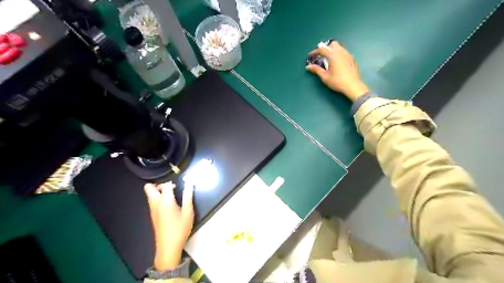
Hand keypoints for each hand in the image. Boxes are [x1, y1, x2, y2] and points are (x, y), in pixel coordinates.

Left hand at [146, 182, 194, 270]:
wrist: (168, 247)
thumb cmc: (180, 229)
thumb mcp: (188, 212)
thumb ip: (188, 196)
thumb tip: (190, 183)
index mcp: (165, 201)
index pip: (165, 184)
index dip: (172, 181)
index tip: (180, 184)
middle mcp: (156, 203)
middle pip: (149, 188)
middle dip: (158, 184)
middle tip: (171, 187)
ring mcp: (152, 210)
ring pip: (149, 194)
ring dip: (158, 191)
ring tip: (172, 195)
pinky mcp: (153, 215)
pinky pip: (152, 201)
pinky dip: (158, 198)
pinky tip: (169, 204)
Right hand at [306, 41, 368, 101]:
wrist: (353, 86)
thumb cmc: (337, 81)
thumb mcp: (325, 77)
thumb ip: (316, 70)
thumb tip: (308, 66)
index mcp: (333, 55)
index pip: (322, 49)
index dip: (315, 52)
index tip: (310, 56)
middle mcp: (341, 52)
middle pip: (332, 44)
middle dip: (325, 48)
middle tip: (320, 56)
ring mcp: (347, 54)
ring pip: (339, 47)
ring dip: (332, 50)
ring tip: (328, 59)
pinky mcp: (352, 59)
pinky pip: (343, 52)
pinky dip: (337, 54)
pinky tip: (336, 63)